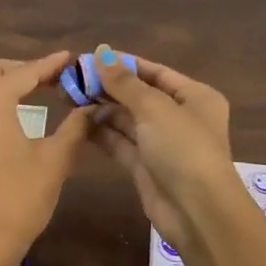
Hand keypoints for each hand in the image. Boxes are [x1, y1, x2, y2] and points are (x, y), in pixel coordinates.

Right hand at [91, 46, 265, 265]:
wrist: (197, 212)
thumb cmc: (183, 148)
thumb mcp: (154, 108)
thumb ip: (124, 82)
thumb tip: (100, 53)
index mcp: (194, 97)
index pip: (155, 72)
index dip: (123, 64)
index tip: (90, 58)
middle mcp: (180, 117)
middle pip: (138, 96)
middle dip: (107, 88)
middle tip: (71, 79)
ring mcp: (162, 144)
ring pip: (127, 120)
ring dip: (101, 109)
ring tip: (68, 98)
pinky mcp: (145, 167)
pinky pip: (120, 143)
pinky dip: (101, 133)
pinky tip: (77, 123)